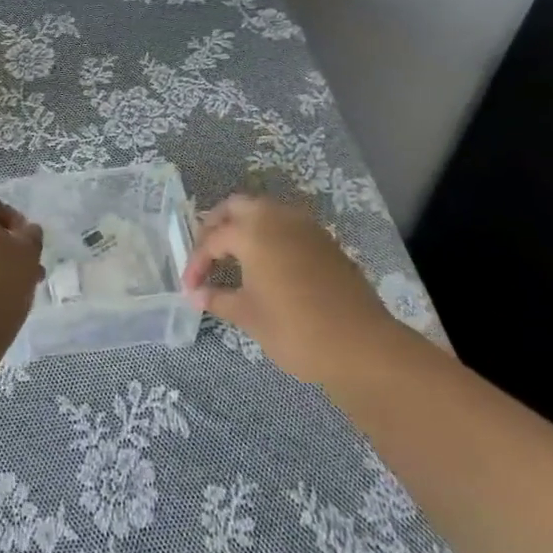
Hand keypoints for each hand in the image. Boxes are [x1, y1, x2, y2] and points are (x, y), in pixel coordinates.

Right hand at [182, 193, 399, 383]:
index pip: (213, 238)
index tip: (190, 287)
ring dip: (245, 225)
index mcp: (252, 232)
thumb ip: (219, 299)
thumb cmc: (296, 330)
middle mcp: (277, 217)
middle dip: (217, 225)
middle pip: (237, 206)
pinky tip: (267, 262)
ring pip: (265, 211)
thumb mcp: (249, 316)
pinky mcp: (325, 240)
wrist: (362, 346)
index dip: (197, 262)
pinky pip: (287, 224)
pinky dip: (270, 234)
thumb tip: (196, 294)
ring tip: (234, 255)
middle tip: (208, 254)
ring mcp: (305, 226)